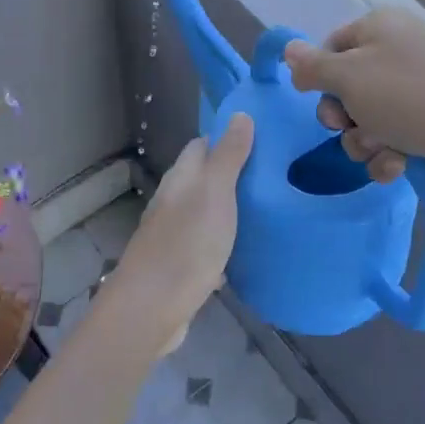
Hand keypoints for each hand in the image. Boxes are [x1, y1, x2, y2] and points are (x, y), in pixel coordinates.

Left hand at [100, 114, 254, 356]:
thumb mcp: (216, 192)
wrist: (151, 309)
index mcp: (181, 178)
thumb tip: (239, 114)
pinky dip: (223, 245)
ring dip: (229, 211)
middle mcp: (173, 202)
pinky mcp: (178, 267)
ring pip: (204, 213)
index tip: (262, 141)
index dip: (228, 139)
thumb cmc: (186, 243)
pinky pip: (205, 247)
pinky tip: (243, 253)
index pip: (202, 145)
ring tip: (266, 211)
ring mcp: (173, 236)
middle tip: (273, 178)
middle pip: (203, 179)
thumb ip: (228, 155)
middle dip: (233, 175)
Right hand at [283, 8, 424, 190]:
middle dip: (342, 116)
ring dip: (364, 141)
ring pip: (365, 120)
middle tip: (349, 125)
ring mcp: (416, 91)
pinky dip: (389, 155)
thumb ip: (313, 66)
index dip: (320, 75)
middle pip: (345, 87)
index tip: (317, 97)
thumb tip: (288, 48)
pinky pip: (391, 140)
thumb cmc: (409, 97)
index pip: (331, 46)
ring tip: (383, 148)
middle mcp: (398, 54)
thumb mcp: (349, 76)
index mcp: (380, 28)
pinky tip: (399, 165)